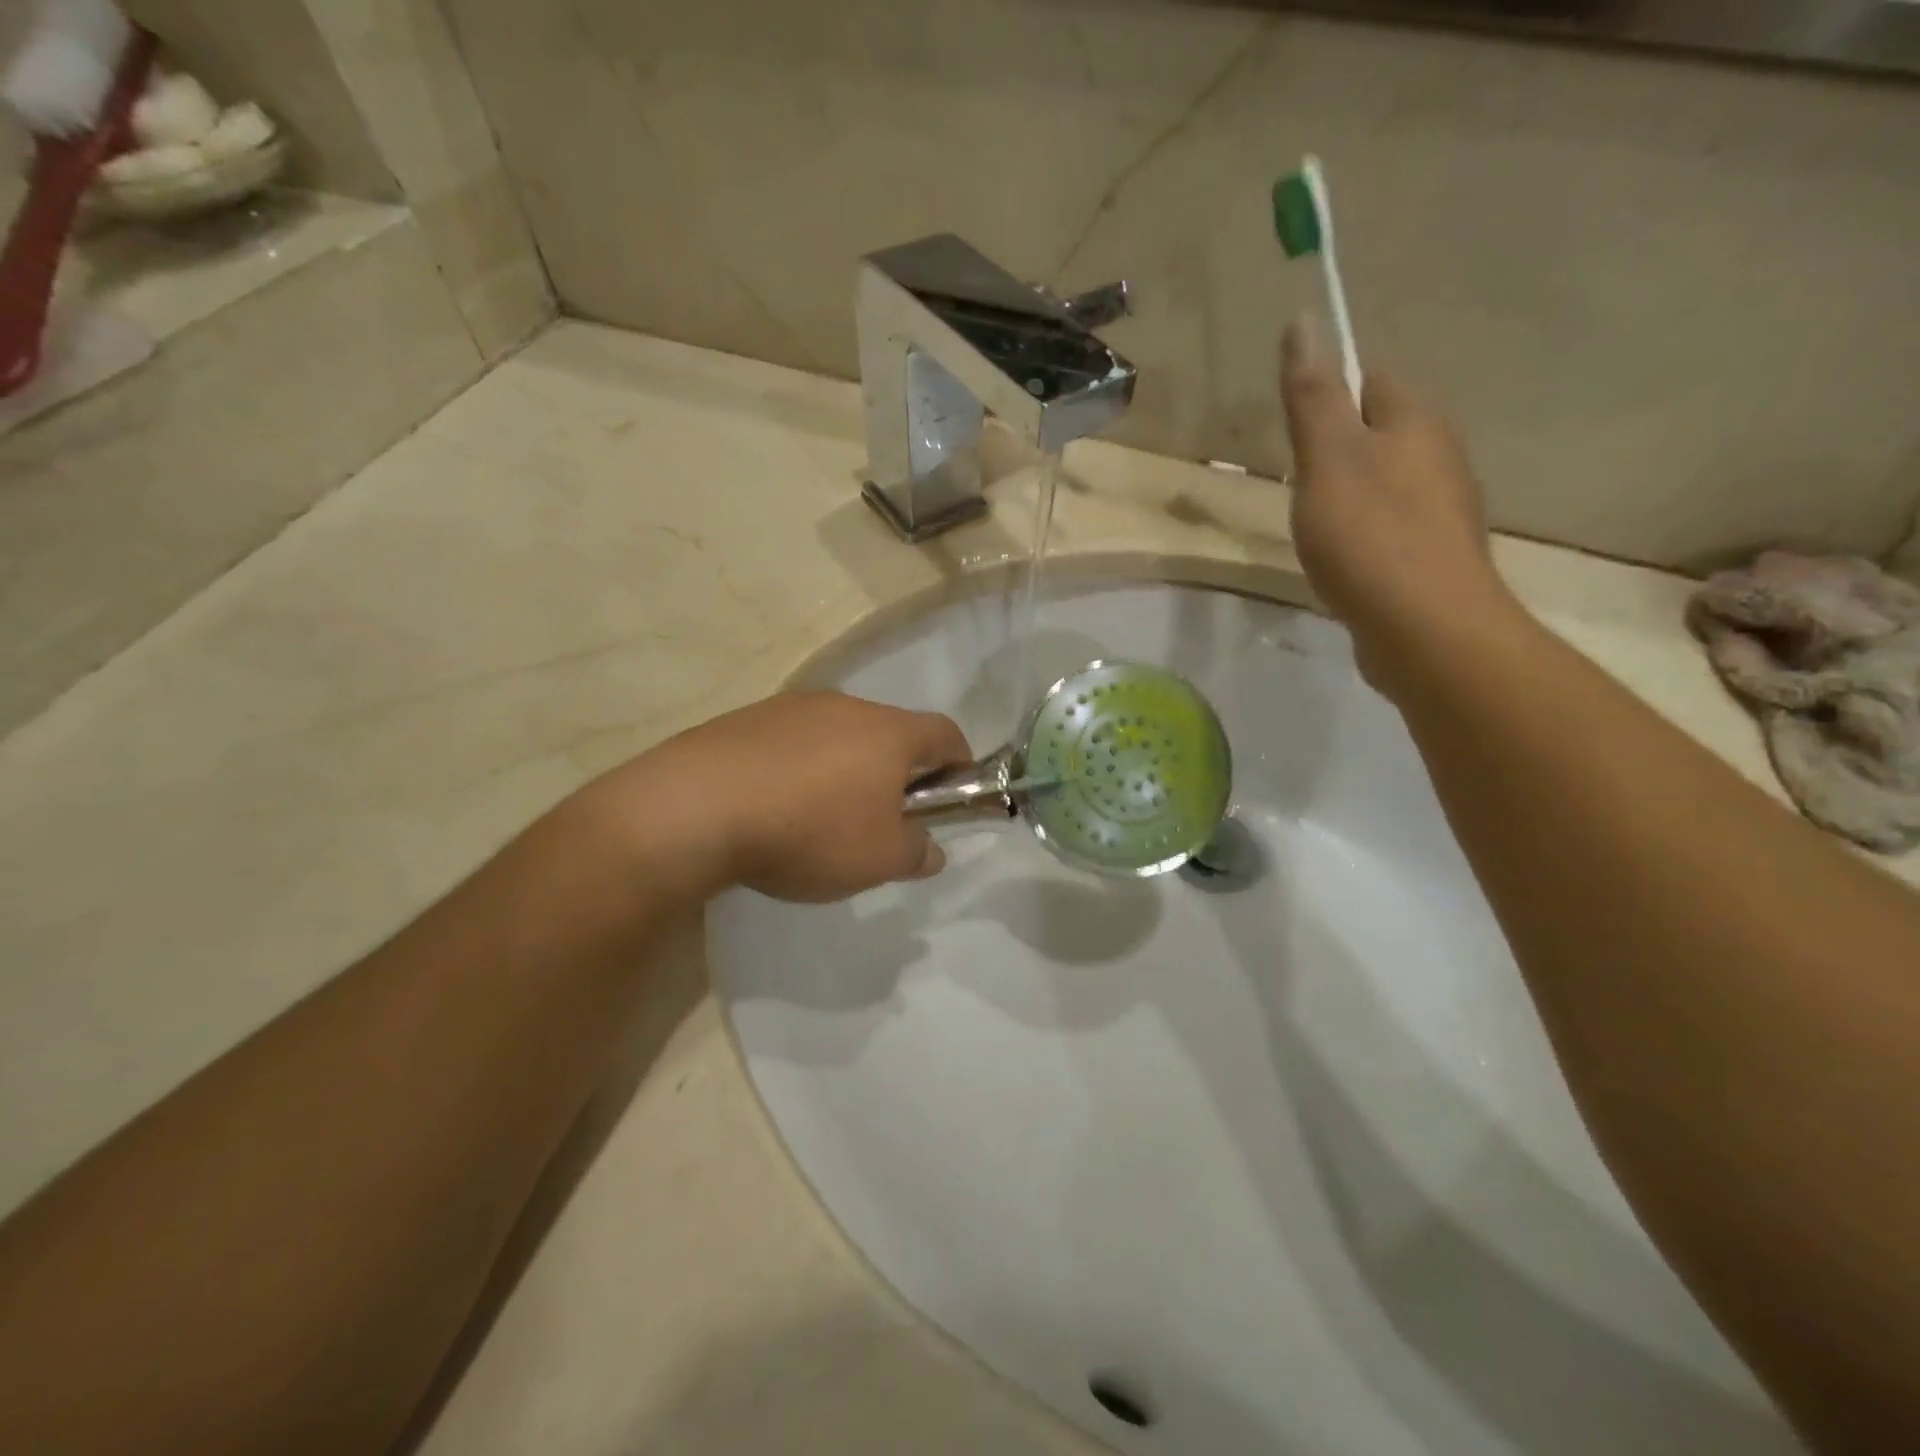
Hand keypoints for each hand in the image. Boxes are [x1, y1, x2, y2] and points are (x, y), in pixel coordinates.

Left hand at [602, 691, 972, 902]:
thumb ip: (917, 852)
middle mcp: (845, 706)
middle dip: (897, 773)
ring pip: (838, 735)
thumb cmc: (809, 831)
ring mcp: (791, 707)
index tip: (954, 795)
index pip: (946, 733)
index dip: (960, 764)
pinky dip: (798, 768)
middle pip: (890, 733)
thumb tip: (930, 848)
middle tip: (883, 819)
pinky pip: (791, 742)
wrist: (697, 808)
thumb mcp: (879, 859)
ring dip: (844, 768)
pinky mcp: (746, 719)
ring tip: (820, 817)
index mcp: (888, 732)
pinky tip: (775, 806)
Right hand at [1279, 316, 1521, 694]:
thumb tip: (1306, 318)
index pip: (1373, 379)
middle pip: (1380, 432)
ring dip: (1349, 494)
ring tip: (1313, 525)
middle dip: (1337, 448)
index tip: (1294, 431)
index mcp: (1415, 421)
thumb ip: (1313, 395)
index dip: (1330, 393)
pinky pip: (1391, 526)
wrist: (1425, 627)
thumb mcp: (1327, 458)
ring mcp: (1442, 509)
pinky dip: (1363, 535)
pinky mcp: (1432, 555)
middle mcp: (1439, 455)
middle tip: (1297, 481)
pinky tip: (1342, 561)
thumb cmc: (1369, 534)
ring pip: (1385, 482)